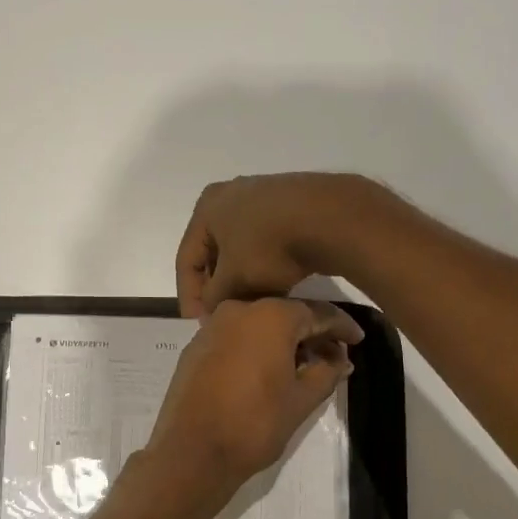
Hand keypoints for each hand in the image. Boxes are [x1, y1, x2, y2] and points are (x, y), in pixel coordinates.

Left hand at [144, 297, 362, 504]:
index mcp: (270, 316)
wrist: (192, 452)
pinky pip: (235, 338)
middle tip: (334, 356)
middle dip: (312, 334)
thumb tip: (341, 361)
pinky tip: (269, 370)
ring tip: (304, 367)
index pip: (317, 313)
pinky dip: (256, 348)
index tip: (358, 340)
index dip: (341, 327)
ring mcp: (212, 327)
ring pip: (258, 325)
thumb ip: (326, 373)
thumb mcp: (301, 400)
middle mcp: (238, 310)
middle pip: (285, 315)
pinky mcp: (195, 348)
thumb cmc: (254, 424)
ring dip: (283, 341)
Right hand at [174, 173, 384, 316]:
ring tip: (250, 306)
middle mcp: (229, 195)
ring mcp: (263, 196)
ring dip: (242, 278)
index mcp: (206, 207)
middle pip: (214, 252)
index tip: (198, 324)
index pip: (186, 259)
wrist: (331, 219)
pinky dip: (264, 265)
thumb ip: (213, 298)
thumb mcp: (233, 281)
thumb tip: (211, 308)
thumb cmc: (269, 247)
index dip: (189, 296)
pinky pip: (266, 241)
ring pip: (241, 248)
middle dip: (217, 287)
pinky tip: (275, 287)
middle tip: (222, 315)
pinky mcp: (291, 204)